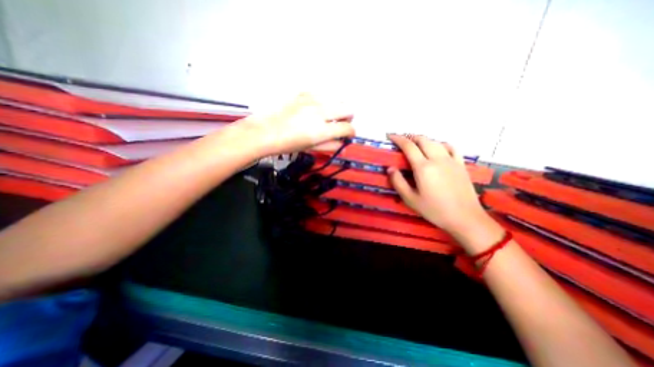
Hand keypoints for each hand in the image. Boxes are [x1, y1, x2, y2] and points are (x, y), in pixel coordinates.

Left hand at [238, 92, 355, 154]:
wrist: (265, 131)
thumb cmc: (287, 144)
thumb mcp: (310, 148)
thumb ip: (329, 146)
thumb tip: (342, 144)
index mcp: (322, 130)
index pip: (347, 129)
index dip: (351, 133)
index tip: (348, 135)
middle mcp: (320, 112)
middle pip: (348, 109)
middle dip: (348, 118)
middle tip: (340, 124)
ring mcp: (312, 100)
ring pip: (338, 98)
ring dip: (339, 108)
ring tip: (330, 115)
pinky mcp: (304, 93)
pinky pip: (323, 93)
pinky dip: (326, 101)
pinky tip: (317, 107)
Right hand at [384, 135, 498, 251]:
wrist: (465, 218)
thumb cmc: (434, 210)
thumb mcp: (410, 199)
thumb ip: (398, 182)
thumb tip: (390, 168)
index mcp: (423, 167)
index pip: (408, 146)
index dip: (398, 138)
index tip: (390, 135)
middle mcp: (437, 159)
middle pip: (423, 140)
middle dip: (410, 137)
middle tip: (401, 141)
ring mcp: (451, 160)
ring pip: (435, 142)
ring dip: (423, 140)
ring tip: (416, 145)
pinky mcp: (460, 164)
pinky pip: (451, 147)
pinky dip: (440, 144)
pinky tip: (437, 148)